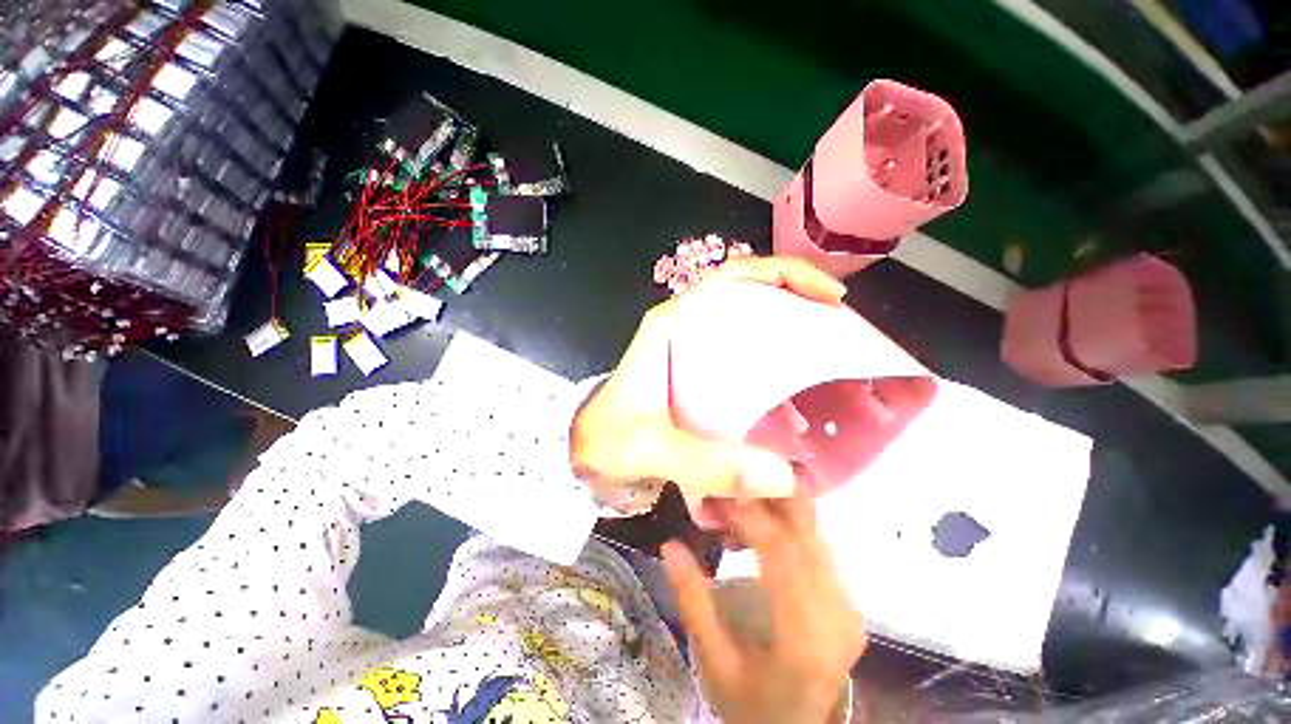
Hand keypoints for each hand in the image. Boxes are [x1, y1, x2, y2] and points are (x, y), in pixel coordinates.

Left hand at [569, 257, 845, 513]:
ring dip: (788, 323)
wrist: (585, 448)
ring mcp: (691, 344)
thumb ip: (708, 464)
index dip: (784, 275)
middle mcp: (684, 325)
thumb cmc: (608, 440)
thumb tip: (785, 478)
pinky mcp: (696, 366)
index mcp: (673, 324)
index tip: (829, 299)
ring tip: (828, 348)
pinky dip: (772, 353)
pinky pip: (741, 348)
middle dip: (797, 298)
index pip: (733, 278)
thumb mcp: (651, 449)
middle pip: (749, 292)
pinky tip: (795, 379)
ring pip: (748, 318)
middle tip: (840, 327)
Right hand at [662, 495, 865, 723]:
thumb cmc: (753, 703)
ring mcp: (848, 604)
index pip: (782, 551)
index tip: (718, 496)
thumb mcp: (715, 661)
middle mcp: (837, 612)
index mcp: (805, 635)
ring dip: (775, 508)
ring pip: (813, 532)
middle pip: (807, 530)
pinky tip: (757, 528)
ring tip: (736, 505)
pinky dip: (785, 525)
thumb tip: (669, 544)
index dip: (751, 515)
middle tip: (731, 480)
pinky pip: (816, 545)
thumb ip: (693, 601)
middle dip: (769, 495)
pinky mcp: (846, 599)